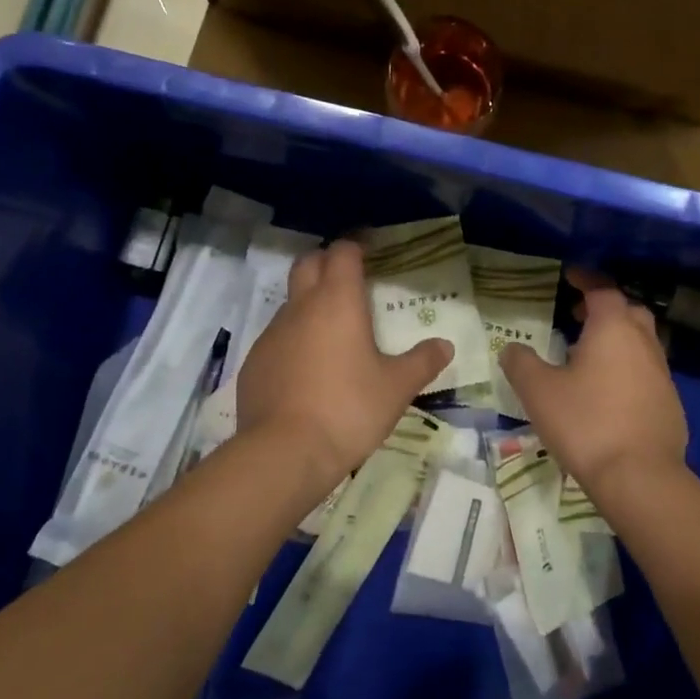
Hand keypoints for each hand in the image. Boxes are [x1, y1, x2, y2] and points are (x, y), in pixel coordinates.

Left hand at [235, 240, 452, 480]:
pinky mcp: (254, 362)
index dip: (356, 246)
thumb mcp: (396, 388)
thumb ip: (422, 362)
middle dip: (327, 262)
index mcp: (338, 301)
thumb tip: (445, 345)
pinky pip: (277, 337)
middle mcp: (301, 307)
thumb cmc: (348, 409)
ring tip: (332, 332)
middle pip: (308, 263)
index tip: (371, 252)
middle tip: (349, 280)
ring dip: (309, 303)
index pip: (343, 252)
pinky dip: (293, 340)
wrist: (284, 453)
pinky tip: (308, 370)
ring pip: (290, 301)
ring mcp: (272, 334)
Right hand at [500, 269, 688, 498]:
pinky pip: (647, 372)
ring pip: (641, 342)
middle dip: (605, 308)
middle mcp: (643, 342)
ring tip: (589, 356)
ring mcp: (662, 373)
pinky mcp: (670, 403)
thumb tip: (512, 349)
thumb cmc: (586, 423)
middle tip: (579, 316)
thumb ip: (521, 363)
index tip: (570, 276)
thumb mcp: (538, 391)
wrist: (640, 478)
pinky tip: (609, 393)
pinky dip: (628, 369)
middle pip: (628, 311)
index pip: (602, 289)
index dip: (586, 279)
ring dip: (618, 340)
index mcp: (613, 328)